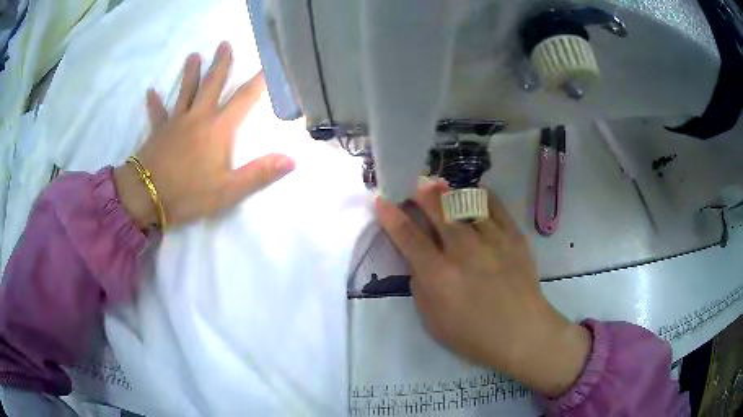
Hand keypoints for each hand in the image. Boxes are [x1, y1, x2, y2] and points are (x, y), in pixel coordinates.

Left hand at [115, 42, 294, 228]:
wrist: (147, 197)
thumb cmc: (189, 194)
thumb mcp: (228, 190)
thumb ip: (259, 174)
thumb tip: (291, 160)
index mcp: (218, 129)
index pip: (243, 99)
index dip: (257, 82)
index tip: (267, 64)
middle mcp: (198, 117)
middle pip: (212, 84)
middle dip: (221, 64)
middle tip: (225, 44)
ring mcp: (175, 122)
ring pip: (185, 91)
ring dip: (190, 73)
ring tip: (193, 56)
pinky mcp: (158, 131)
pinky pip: (157, 113)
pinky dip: (154, 102)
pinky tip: (151, 91)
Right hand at [375, 182, 590, 397]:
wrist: (521, 332)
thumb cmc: (473, 335)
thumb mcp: (432, 320)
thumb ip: (421, 286)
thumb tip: (419, 259)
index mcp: (439, 275)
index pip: (408, 237)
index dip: (391, 216)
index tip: (382, 200)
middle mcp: (463, 251)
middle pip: (438, 210)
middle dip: (423, 193)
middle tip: (417, 183)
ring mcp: (492, 240)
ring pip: (466, 202)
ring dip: (449, 191)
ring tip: (442, 186)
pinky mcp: (514, 236)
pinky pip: (495, 205)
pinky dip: (481, 196)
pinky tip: (475, 195)